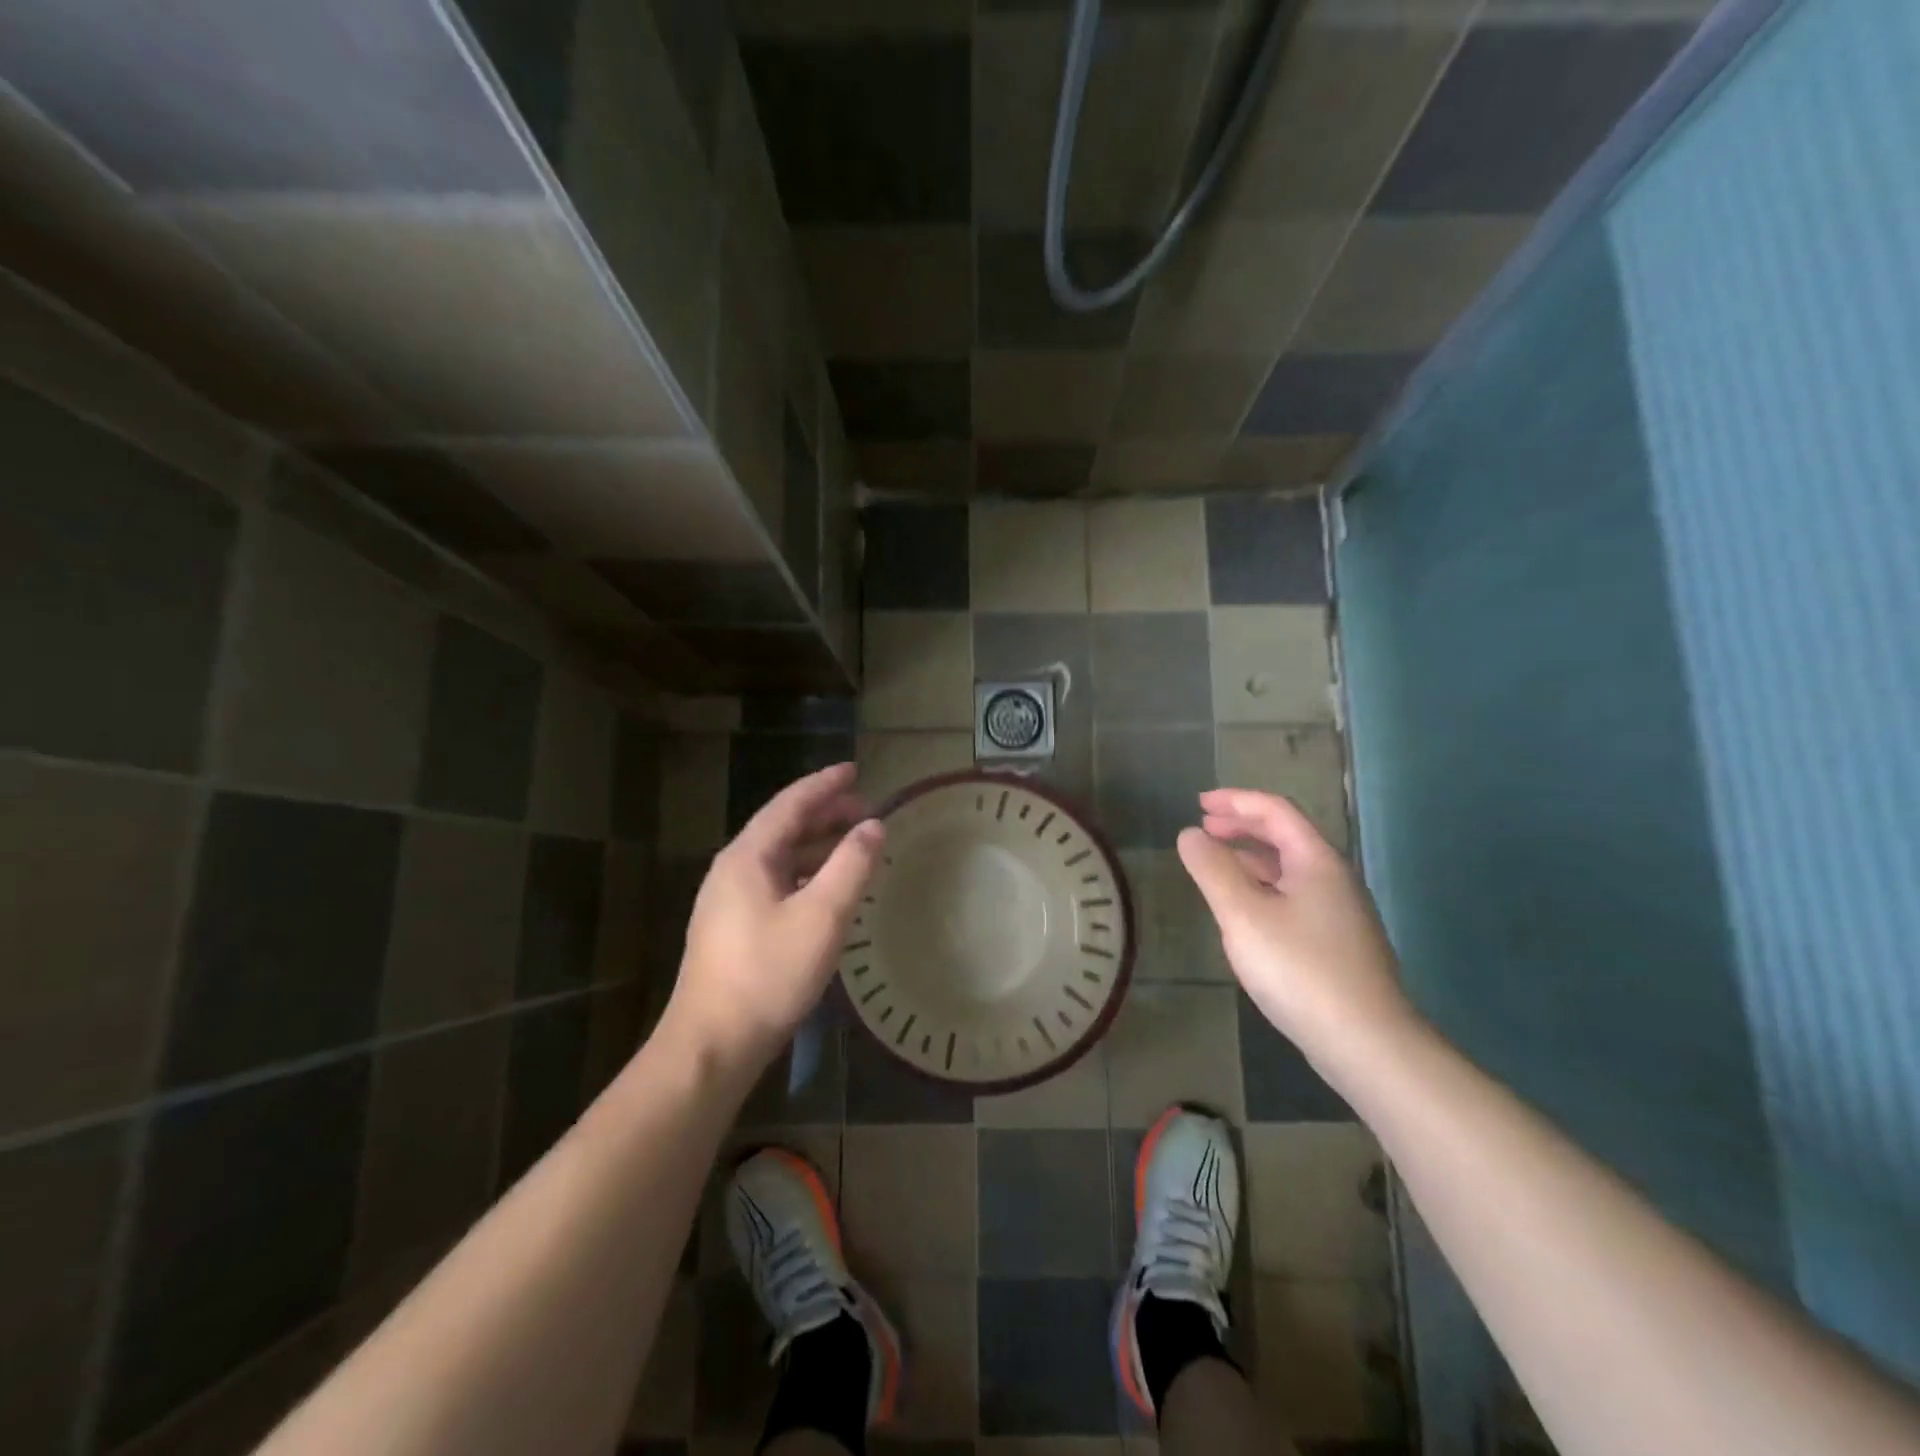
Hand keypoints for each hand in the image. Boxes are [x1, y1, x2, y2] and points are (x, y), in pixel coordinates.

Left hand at [666, 763, 882, 1070]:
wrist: (711, 1045)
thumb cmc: (768, 974)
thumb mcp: (821, 917)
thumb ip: (851, 866)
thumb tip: (874, 826)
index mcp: (748, 857)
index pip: (790, 803)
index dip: (825, 784)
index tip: (855, 769)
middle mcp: (733, 870)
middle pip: (783, 827)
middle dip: (824, 813)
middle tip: (864, 808)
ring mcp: (728, 901)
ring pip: (780, 857)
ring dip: (816, 844)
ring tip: (853, 843)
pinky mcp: (732, 928)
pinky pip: (776, 882)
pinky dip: (806, 873)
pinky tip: (826, 889)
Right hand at [1178, 789, 1416, 1069]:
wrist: (1366, 1043)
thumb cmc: (1300, 969)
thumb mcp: (1242, 914)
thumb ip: (1212, 869)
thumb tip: (1190, 834)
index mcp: (1316, 861)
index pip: (1275, 811)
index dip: (1236, 801)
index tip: (1199, 803)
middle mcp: (1334, 879)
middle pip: (1286, 836)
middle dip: (1242, 826)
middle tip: (1204, 828)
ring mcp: (1340, 914)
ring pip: (1290, 870)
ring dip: (1251, 858)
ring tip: (1217, 864)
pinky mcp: (1338, 944)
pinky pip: (1294, 897)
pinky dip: (1263, 888)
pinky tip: (1246, 912)